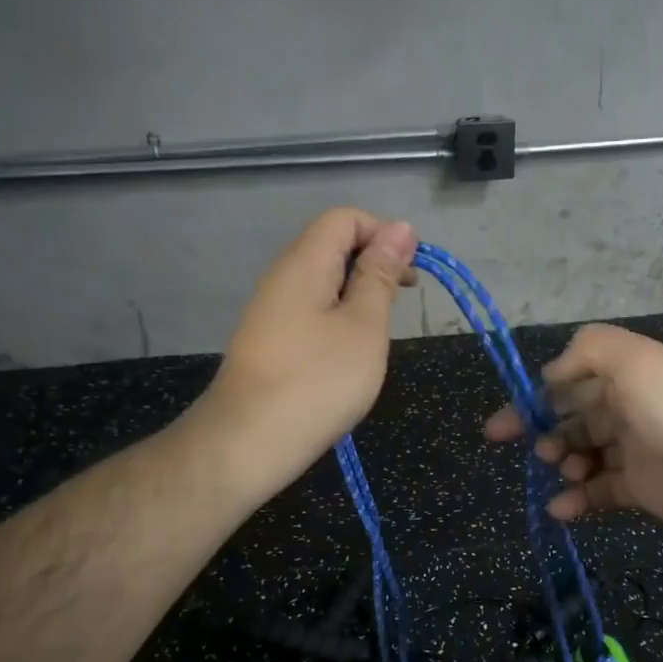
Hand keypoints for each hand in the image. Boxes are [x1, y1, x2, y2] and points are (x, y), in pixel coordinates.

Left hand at [199, 208, 415, 500]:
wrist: (249, 442)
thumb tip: (400, 229)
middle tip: (406, 299)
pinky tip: (354, 352)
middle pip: (332, 246)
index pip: (344, 219)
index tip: (413, 272)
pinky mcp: (271, 342)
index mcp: (304, 263)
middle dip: (375, 263)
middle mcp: (283, 278)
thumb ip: (381, 276)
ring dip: (360, 293)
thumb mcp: (364, 325)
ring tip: (383, 329)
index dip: (383, 233)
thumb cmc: (318, 381)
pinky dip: (341, 318)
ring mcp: (272, 311)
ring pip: (324, 282)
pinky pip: (312, 311)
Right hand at [485, 324, 662, 546]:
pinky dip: (577, 500)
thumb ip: (589, 350)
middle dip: (544, 429)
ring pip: (584, 453)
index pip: (573, 377)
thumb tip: (552, 373)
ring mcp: (638, 449)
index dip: (538, 394)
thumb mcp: (637, 362)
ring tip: (561, 471)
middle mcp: (632, 406)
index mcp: (630, 373)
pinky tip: (562, 510)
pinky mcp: (643, 489)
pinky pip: (600, 491)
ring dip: (562, 462)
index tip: (509, 419)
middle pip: (574, 415)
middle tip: (525, 447)